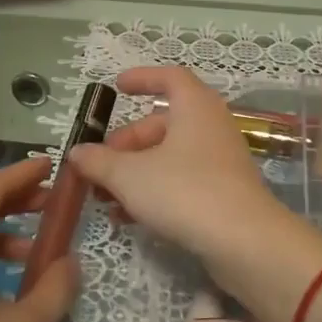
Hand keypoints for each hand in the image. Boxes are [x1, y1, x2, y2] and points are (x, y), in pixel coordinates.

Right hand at [67, 67, 321, 321]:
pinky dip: (154, 191)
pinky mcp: (223, 193)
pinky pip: (181, 181)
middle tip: (99, 166)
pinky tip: (129, 218)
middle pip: (162, 124)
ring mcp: (220, 161)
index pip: (169, 78)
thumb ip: (99, 162)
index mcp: (194, 107)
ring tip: (105, 198)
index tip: (117, 87)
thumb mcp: (129, 176)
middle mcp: (210, 126)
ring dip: (135, 172)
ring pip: (169, 157)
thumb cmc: (184, 191)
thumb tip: (77, 152)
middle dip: (126, 143)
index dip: (142, 78)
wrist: (244, 243)